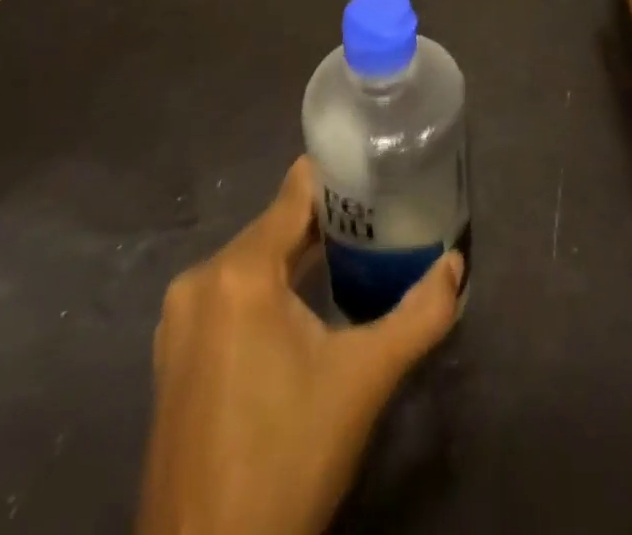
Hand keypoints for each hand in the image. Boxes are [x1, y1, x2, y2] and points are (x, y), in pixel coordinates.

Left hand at [138, 157, 463, 534]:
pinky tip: (307, 306)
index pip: (296, 191)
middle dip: (329, 220)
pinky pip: (231, 293)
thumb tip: (456, 265)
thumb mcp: (363, 382)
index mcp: (239, 272)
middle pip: (276, 224)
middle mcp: (200, 280)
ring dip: (300, 254)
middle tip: (383, 217)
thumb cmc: (286, 460)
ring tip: (357, 253)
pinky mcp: (175, 354)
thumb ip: (418, 315)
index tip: (382, 170)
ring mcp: (180, 319)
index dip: (341, 176)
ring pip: (254, 259)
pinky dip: (270, 287)